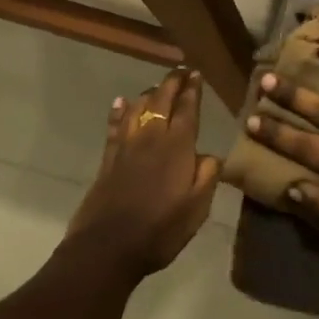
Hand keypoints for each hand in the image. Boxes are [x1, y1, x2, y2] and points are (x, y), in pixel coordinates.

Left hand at [66, 66, 219, 276]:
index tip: (196, 74)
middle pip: (161, 101)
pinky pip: (115, 126)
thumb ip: (207, 177)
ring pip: (137, 108)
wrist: (107, 247)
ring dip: (148, 93)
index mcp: (177, 148)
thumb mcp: (197, 209)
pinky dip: (119, 111)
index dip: (192, 90)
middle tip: (180, 71)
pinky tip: (121, 102)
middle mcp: (151, 138)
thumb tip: (211, 155)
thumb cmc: (159, 230)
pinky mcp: (108, 159)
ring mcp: (126, 147)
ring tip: (157, 87)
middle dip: (172, 83)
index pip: (187, 110)